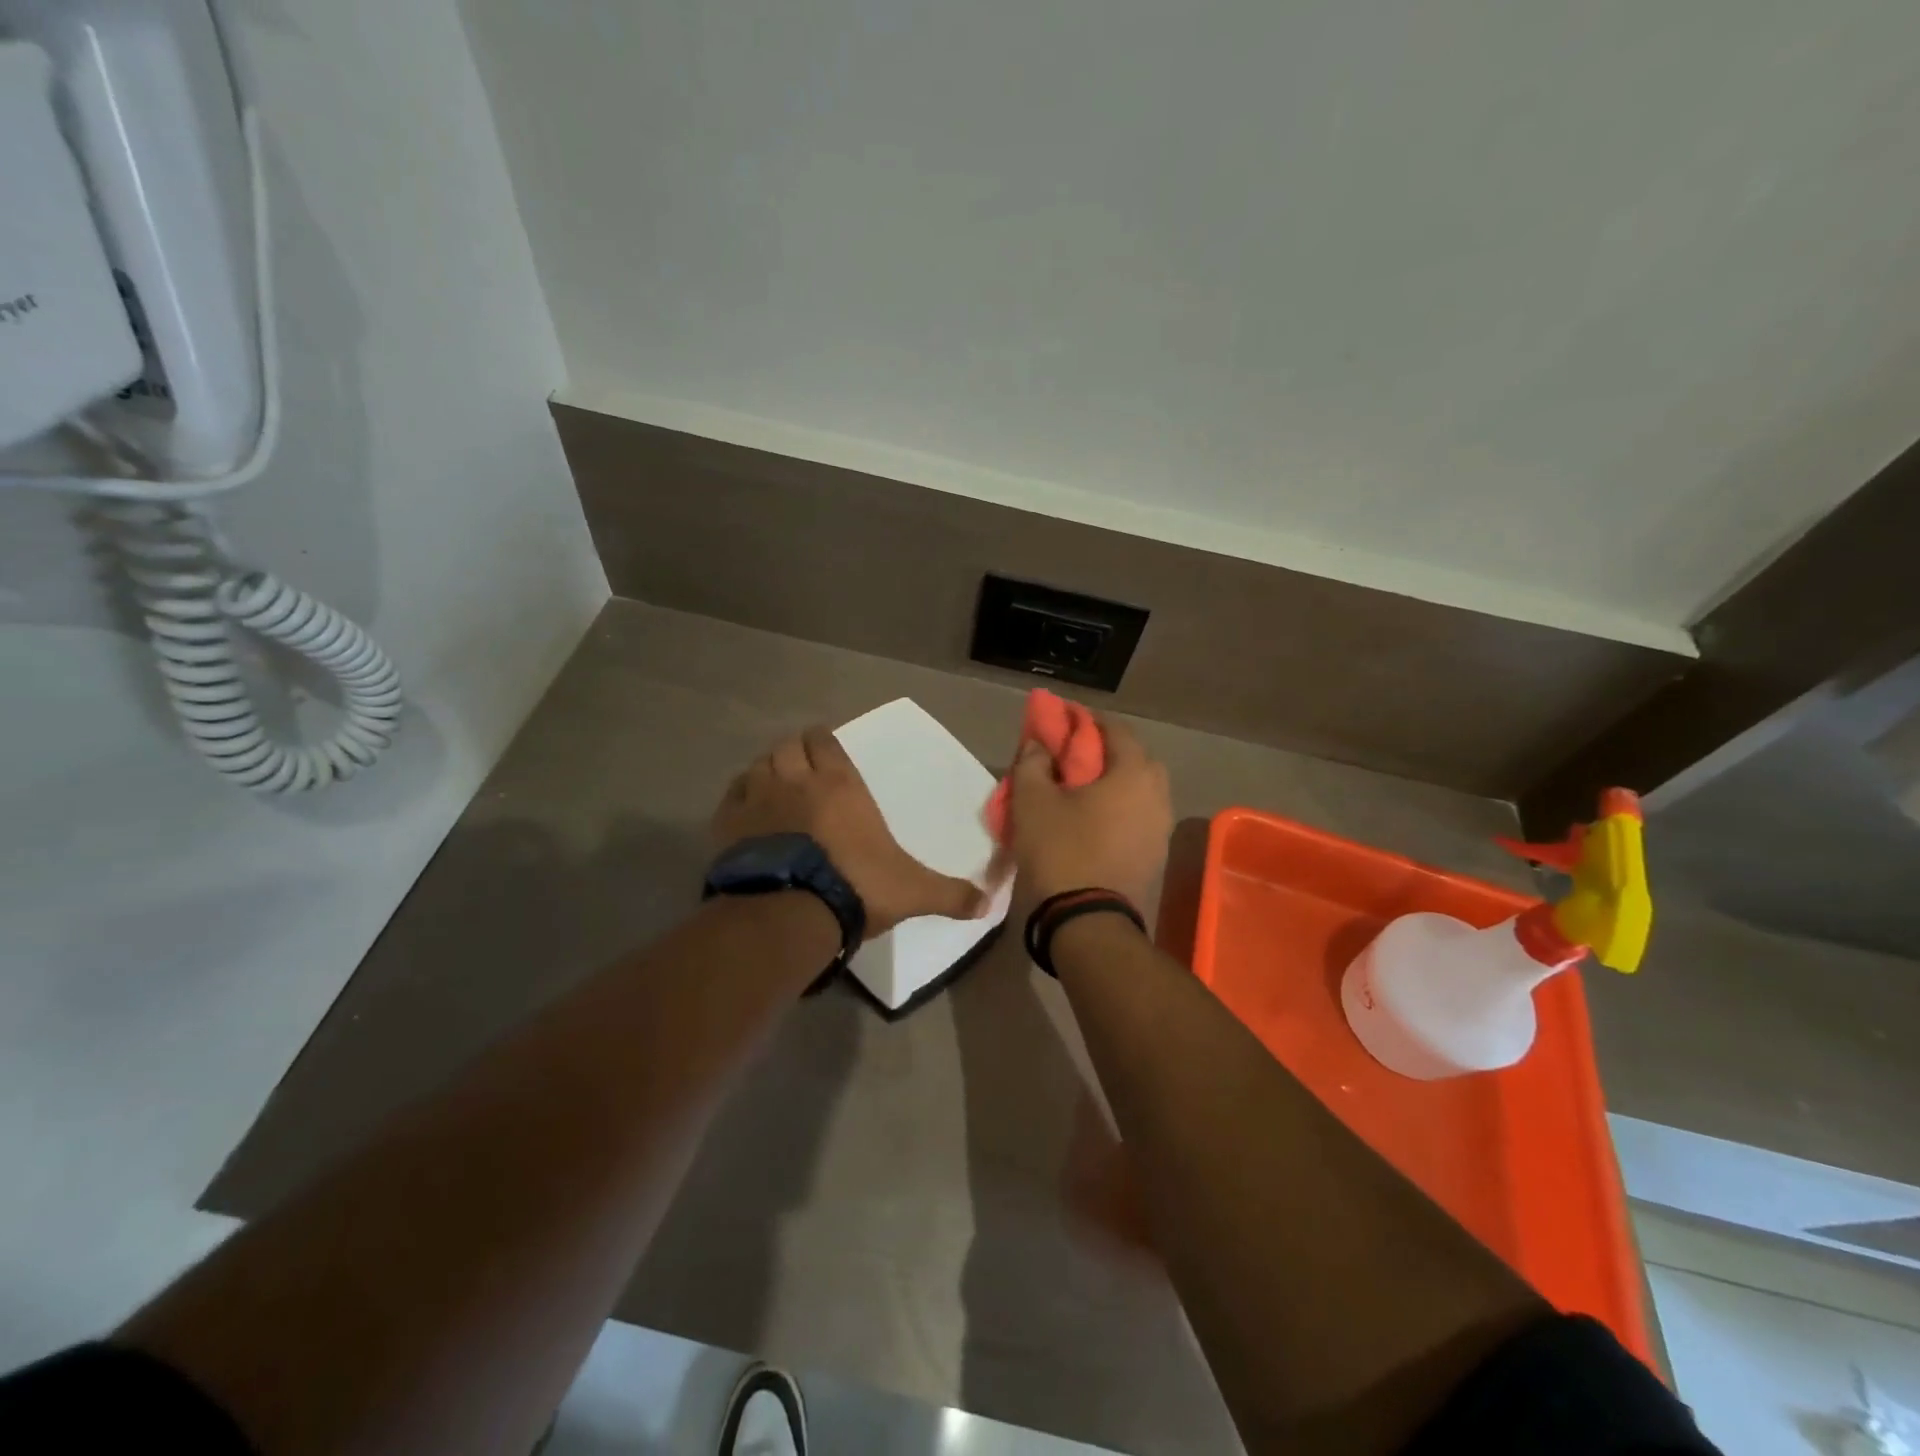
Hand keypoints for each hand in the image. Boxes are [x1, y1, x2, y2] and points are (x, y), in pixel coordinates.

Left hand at [713, 726, 988, 937]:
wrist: (790, 912)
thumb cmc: (856, 887)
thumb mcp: (912, 891)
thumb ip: (951, 895)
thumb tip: (990, 904)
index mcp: (840, 786)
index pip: (825, 742)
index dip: (823, 741)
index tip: (825, 748)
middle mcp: (797, 781)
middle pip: (788, 746)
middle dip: (795, 751)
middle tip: (801, 767)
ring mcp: (759, 799)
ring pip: (758, 764)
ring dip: (767, 769)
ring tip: (775, 785)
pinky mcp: (729, 824)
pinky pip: (732, 794)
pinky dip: (740, 794)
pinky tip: (747, 809)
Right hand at [999, 713, 1172, 914]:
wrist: (1086, 921)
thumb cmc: (1060, 850)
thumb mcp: (1033, 801)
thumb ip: (1034, 762)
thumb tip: (1039, 743)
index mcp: (1134, 774)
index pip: (1117, 730)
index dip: (1089, 720)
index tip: (1066, 720)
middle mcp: (1158, 795)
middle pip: (1135, 758)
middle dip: (1107, 751)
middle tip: (1076, 755)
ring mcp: (1161, 827)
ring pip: (1140, 789)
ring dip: (1116, 781)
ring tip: (1084, 788)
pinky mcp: (1155, 854)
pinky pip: (1140, 815)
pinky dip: (1121, 808)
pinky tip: (1095, 819)